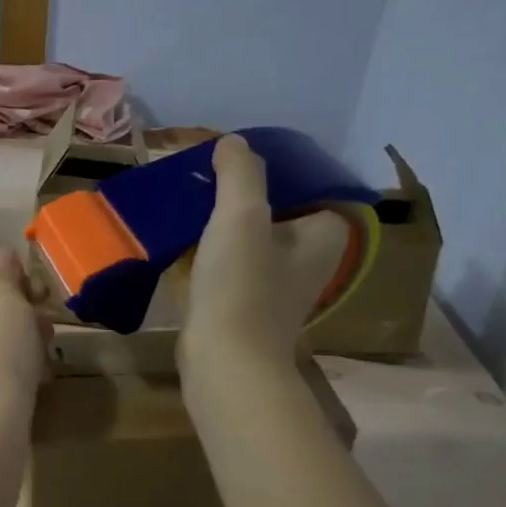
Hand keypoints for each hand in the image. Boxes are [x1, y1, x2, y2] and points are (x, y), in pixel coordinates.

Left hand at [0, 248, 51, 447]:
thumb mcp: (11, 315)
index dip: (20, 288)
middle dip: (19, 318)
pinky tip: (29, 380)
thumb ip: (8, 279)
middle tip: (49, 332)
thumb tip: (3, 252)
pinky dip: (1, 366)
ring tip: (44, 359)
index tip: (50, 302)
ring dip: (16, 342)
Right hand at [183, 135, 350, 371]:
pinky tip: (180, 244)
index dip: (274, 170)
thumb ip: (240, 172)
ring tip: (188, 205)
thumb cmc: (242, 286)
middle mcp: (309, 261)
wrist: (224, 363)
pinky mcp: (246, 309)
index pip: (308, 186)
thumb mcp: (241, 215)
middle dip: (241, 196)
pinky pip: (230, 268)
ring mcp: (277, 288)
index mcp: (324, 235)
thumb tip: (232, 143)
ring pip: (249, 241)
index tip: (236, 161)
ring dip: (221, 225)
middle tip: (205, 178)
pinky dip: (210, 255)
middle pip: (275, 212)